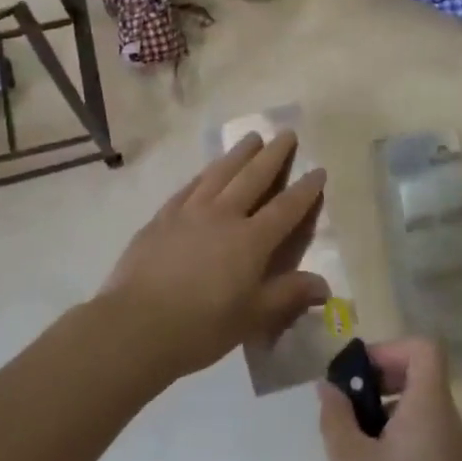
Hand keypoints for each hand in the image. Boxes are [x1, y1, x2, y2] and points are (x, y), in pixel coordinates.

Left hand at [103, 132, 329, 382]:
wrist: (136, 325)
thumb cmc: (201, 327)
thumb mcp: (252, 317)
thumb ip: (288, 295)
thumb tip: (325, 286)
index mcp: (251, 240)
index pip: (286, 208)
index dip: (305, 189)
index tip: (318, 170)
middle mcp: (223, 215)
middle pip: (253, 177)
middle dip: (273, 154)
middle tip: (286, 133)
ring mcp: (190, 212)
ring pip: (220, 173)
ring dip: (239, 153)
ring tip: (252, 137)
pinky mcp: (162, 218)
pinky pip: (190, 187)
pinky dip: (205, 174)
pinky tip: (208, 170)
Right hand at [318, 339, 461, 460]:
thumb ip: (336, 416)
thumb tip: (329, 387)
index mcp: (431, 408)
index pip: (424, 348)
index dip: (390, 349)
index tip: (359, 374)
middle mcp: (449, 421)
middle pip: (421, 374)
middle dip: (381, 378)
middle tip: (347, 405)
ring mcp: (453, 450)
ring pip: (420, 405)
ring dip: (385, 407)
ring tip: (351, 438)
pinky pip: (424, 432)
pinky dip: (397, 432)